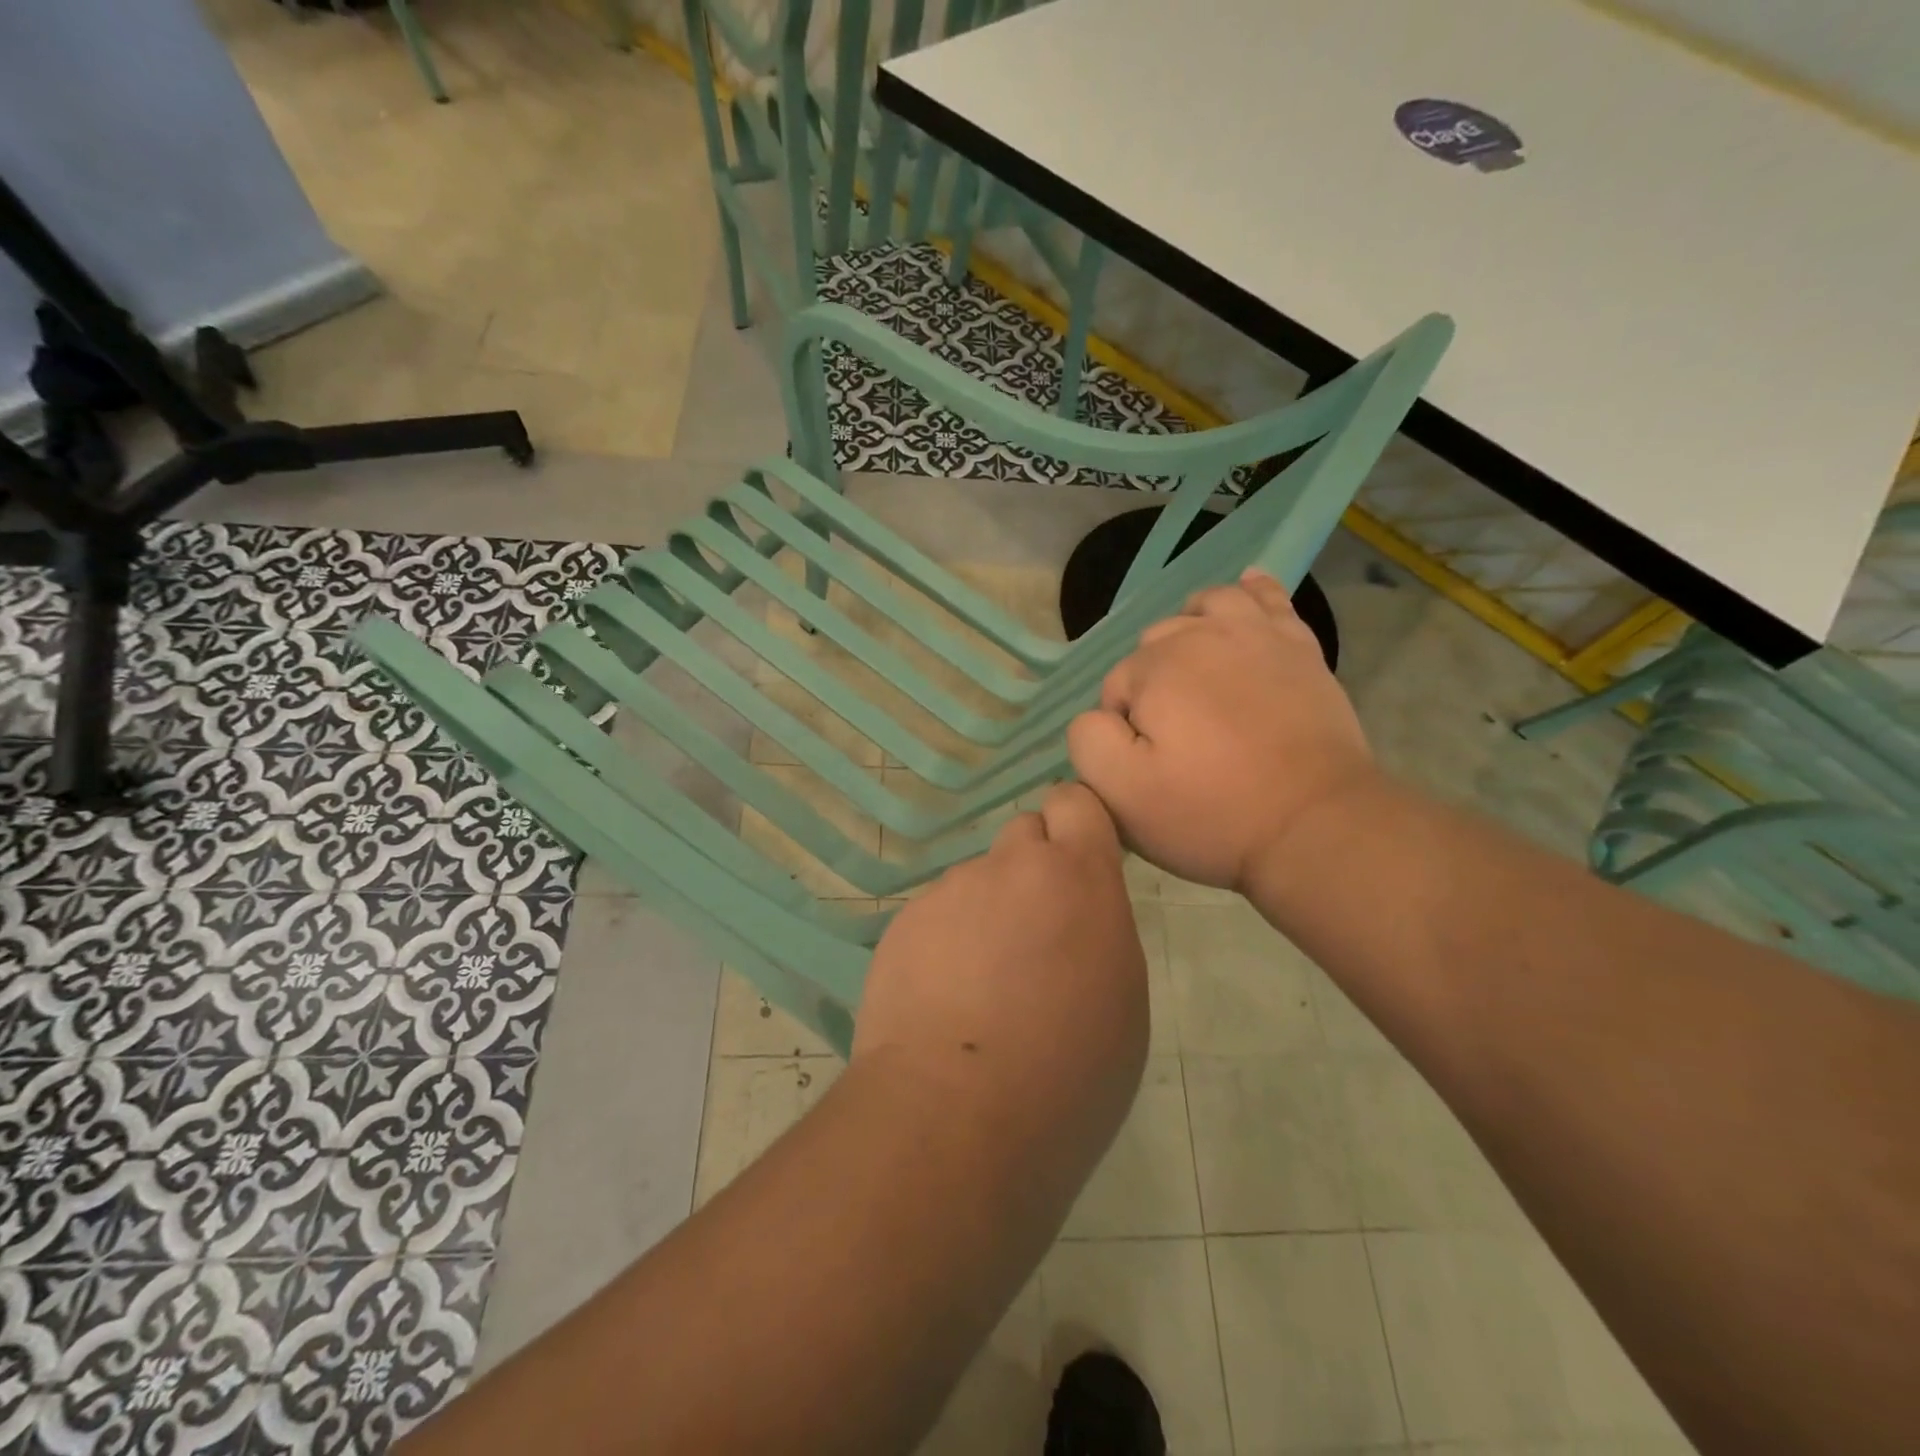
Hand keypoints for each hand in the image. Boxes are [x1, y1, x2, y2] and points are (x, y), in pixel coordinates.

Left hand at [854, 783, 1148, 1148]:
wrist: (955, 1114)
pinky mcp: (904, 922)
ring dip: (985, 912)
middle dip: (1032, 868)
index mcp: (1078, 876)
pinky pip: (936, 916)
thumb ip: (1099, 929)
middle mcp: (1010, 866)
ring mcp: (950, 891)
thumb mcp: (1122, 998)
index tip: (1077, 864)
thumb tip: (1071, 917)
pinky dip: (944, 943)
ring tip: (980, 987)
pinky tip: (941, 1001)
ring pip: (977, 881)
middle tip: (1032, 934)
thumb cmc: (1069, 1072)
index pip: (1074, 801)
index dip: (1075, 826)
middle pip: (1023, 834)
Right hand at [1068, 569, 1377, 892]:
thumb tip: (1100, 715)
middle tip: (1178, 739)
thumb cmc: (1212, 813)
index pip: (1115, 688)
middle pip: (1156, 644)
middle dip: (1154, 683)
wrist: (1315, 823)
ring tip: (1196, 670)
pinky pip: (1269, 599)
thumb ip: (1088, 740)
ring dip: (1190, 630)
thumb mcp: (1122, 794)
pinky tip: (1244, 591)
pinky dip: (1251, 591)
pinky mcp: (1299, 647)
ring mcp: (1256, 635)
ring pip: (1205, 607)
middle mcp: (1201, 635)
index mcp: (1155, 669)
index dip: (1123, 729)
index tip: (1151, 766)